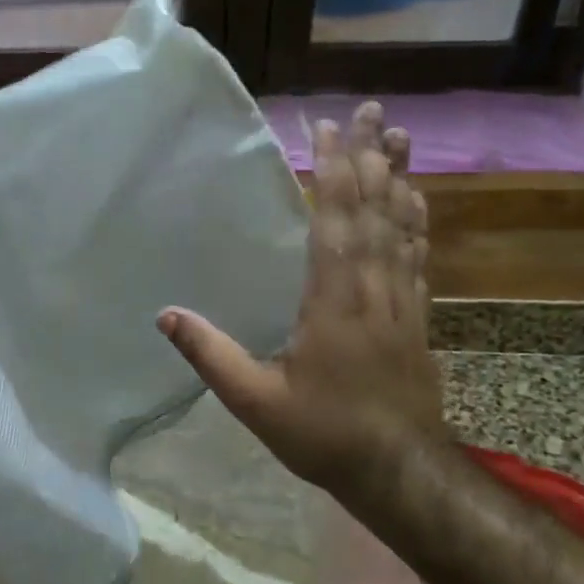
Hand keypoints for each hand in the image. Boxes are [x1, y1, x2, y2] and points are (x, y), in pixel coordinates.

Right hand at [157, 102, 447, 503]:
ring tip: (401, 138)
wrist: (401, 472)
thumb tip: (165, 315)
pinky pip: (418, 257)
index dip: (334, 172)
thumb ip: (211, 355)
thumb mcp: (255, 402)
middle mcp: (374, 289)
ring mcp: (402, 302)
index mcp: (334, 301)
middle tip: (374, 111)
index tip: (329, 129)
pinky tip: (417, 200)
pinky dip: (416, 222)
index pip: (335, 222)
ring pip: (403, 227)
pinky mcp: (417, 317)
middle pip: (375, 211)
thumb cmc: (324, 434)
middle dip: (372, 158)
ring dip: (400, 179)